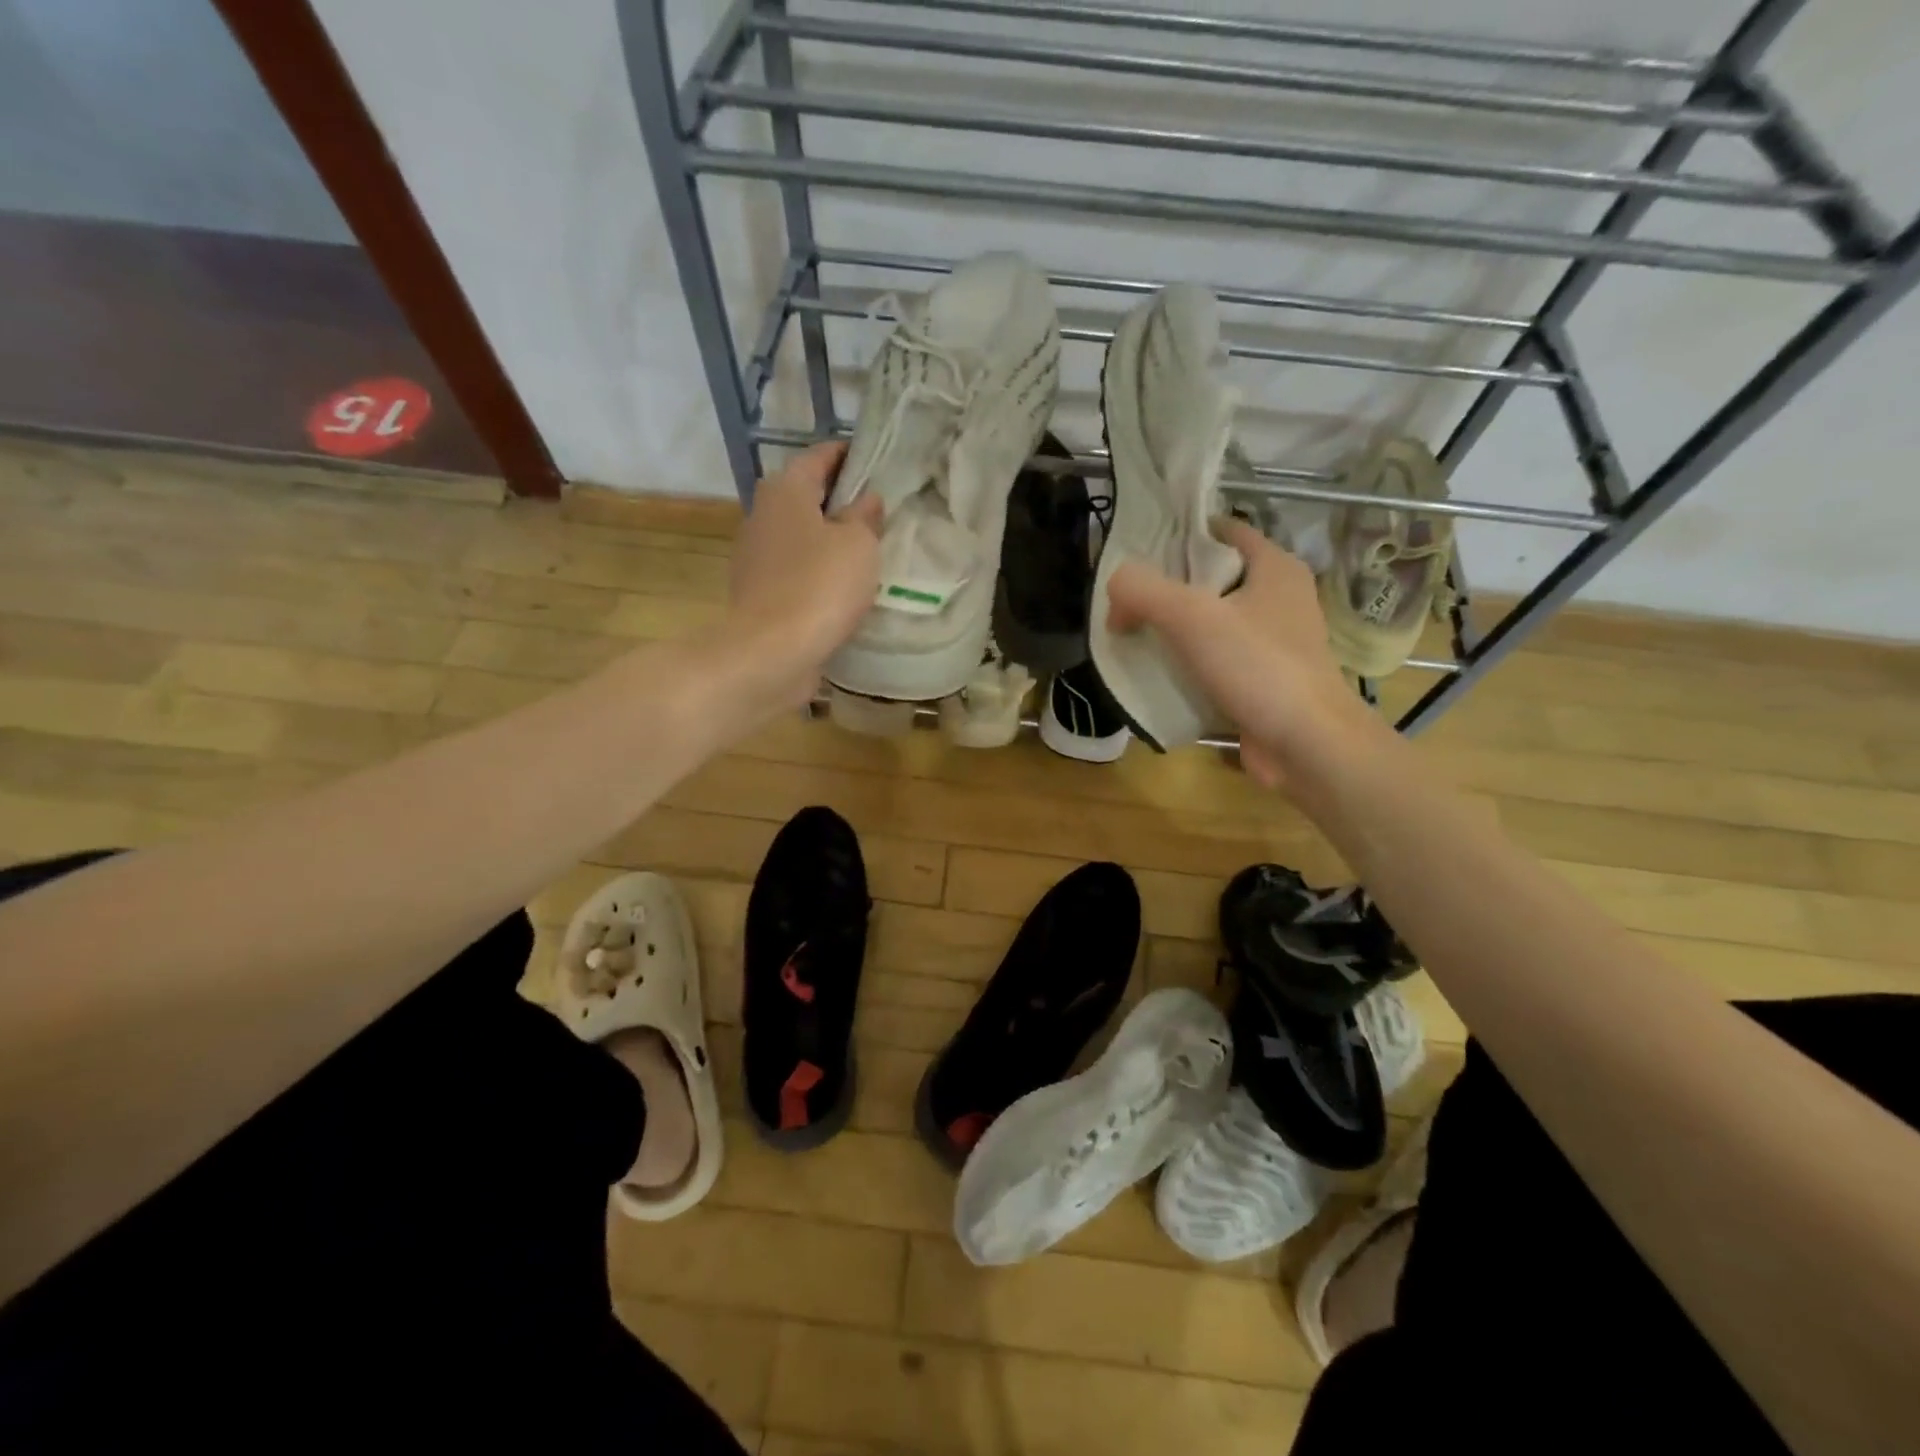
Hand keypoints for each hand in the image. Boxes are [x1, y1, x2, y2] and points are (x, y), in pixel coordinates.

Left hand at [723, 442, 881, 710]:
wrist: (772, 652)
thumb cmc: (819, 586)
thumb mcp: (858, 545)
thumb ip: (865, 517)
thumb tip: (866, 500)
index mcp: (785, 490)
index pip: (818, 457)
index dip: (848, 454)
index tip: (876, 459)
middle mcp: (763, 515)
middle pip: (806, 496)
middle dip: (839, 498)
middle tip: (879, 508)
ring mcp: (756, 557)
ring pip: (800, 535)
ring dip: (828, 538)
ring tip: (867, 549)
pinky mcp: (758, 593)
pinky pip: (795, 570)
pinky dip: (816, 571)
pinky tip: (842, 586)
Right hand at [1107, 518, 1375, 787]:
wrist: (1307, 744)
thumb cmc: (1258, 667)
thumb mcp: (1191, 617)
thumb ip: (1143, 592)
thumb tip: (1115, 595)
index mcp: (1275, 567)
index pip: (1221, 531)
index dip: (1179, 534)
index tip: (1136, 550)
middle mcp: (1279, 598)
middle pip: (1212, 578)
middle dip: (1169, 585)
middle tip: (1126, 597)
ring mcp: (1274, 642)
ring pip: (1213, 622)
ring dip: (1176, 628)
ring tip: (1132, 634)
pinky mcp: (1265, 680)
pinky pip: (1217, 660)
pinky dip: (1189, 663)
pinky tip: (1157, 672)